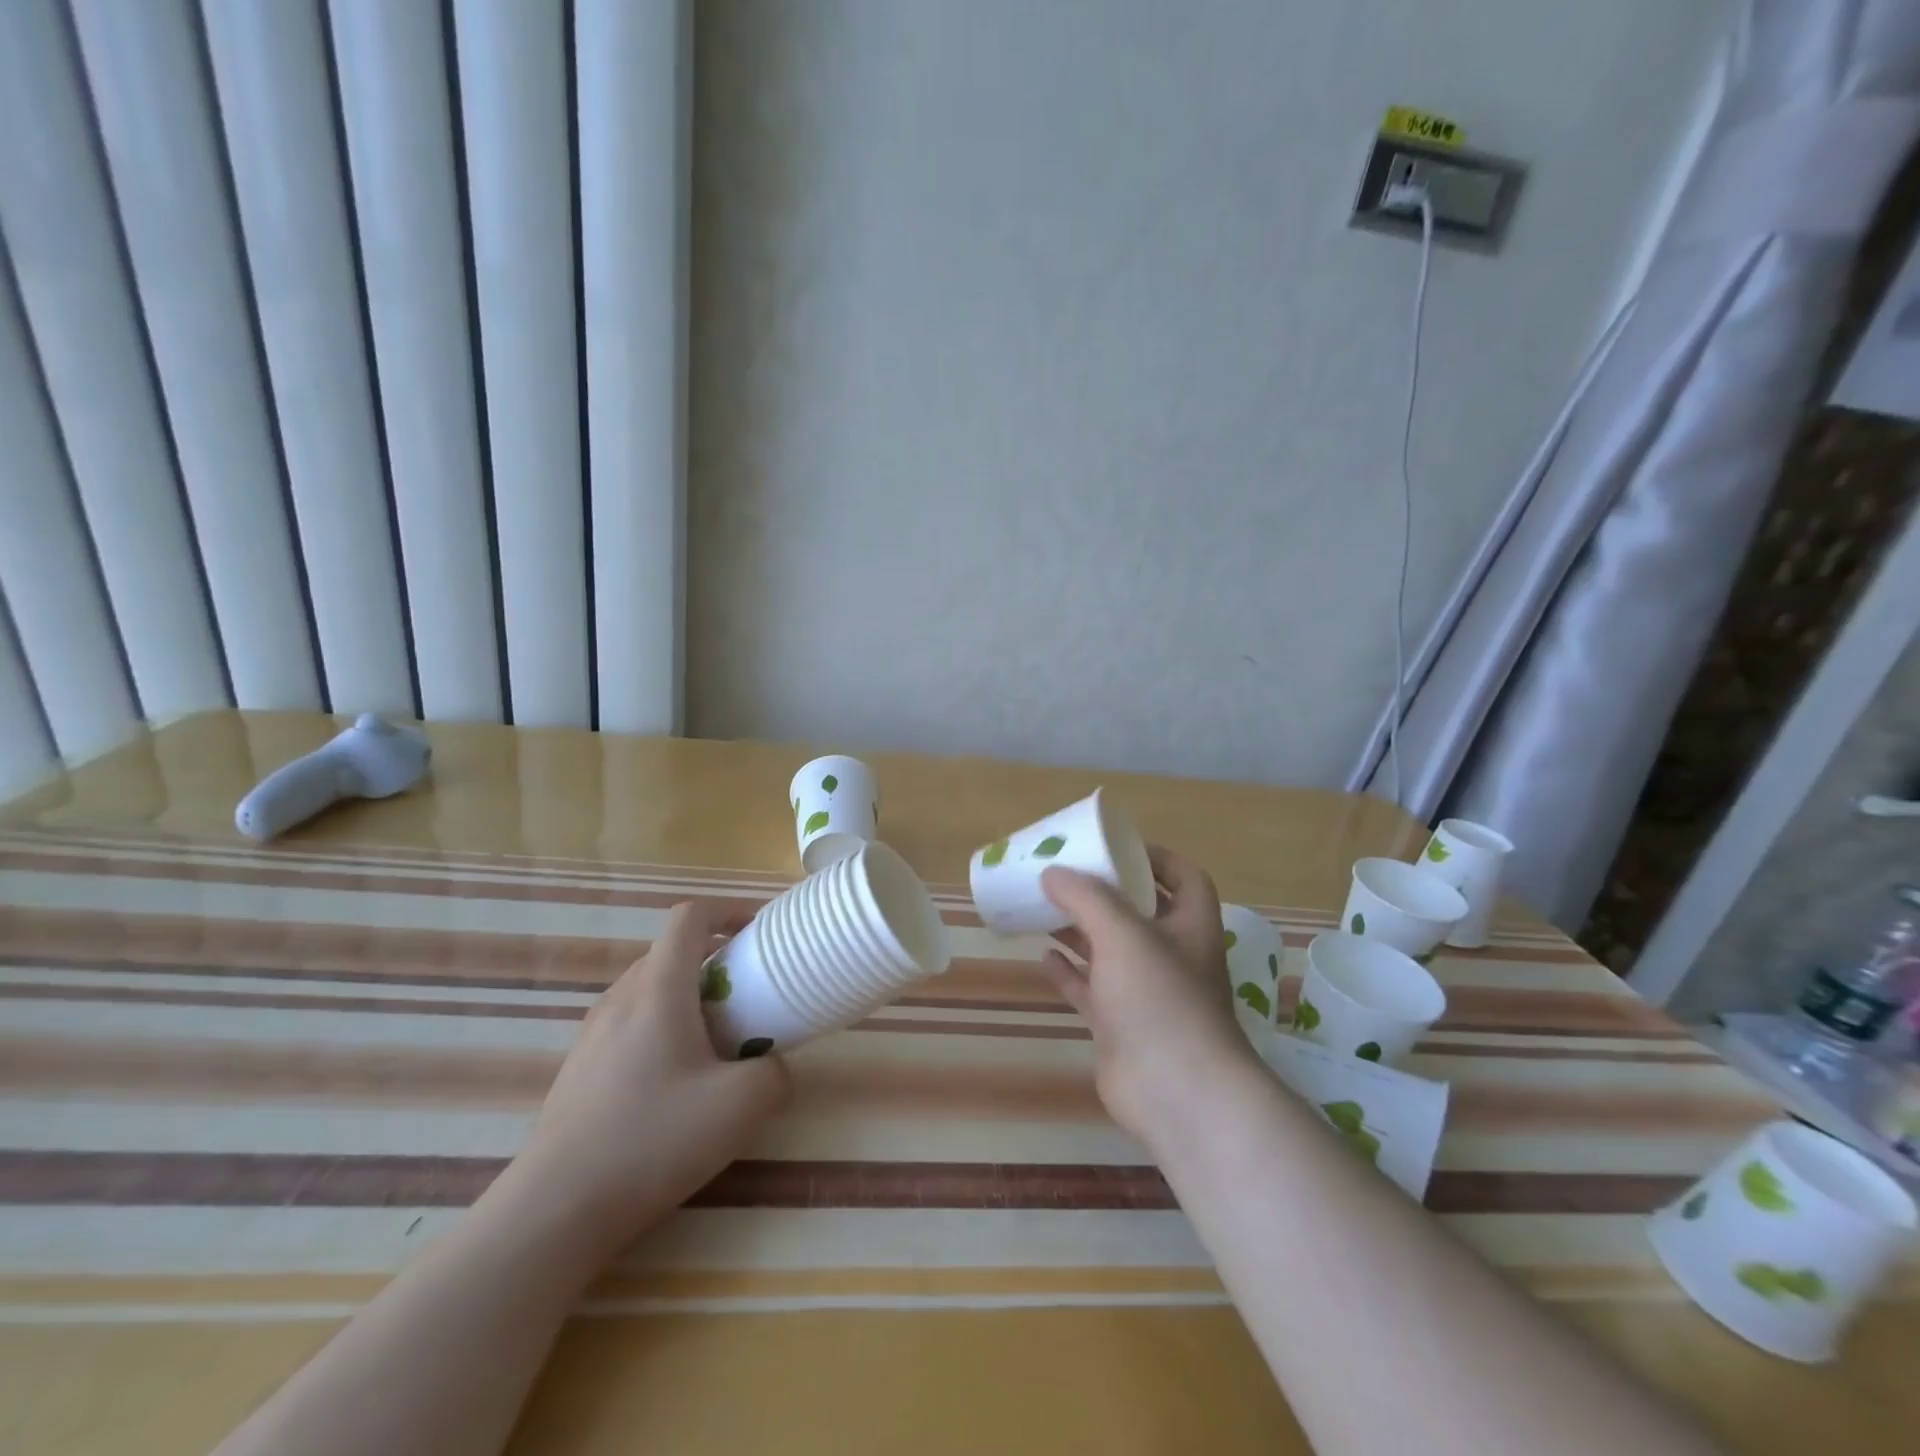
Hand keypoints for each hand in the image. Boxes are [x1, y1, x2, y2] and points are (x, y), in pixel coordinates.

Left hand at [500, 902, 790, 1253]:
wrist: (555, 1210)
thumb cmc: (653, 1139)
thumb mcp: (740, 1105)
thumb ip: (774, 1072)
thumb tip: (772, 1065)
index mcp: (658, 988)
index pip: (689, 917)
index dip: (728, 911)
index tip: (758, 933)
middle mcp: (621, 998)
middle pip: (670, 952)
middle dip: (715, 960)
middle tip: (748, 994)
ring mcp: (593, 1034)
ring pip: (648, 989)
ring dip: (688, 996)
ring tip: (716, 1041)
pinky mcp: (579, 1069)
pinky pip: (630, 1024)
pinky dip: (662, 1027)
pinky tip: (675, 1083)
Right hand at [1041, 847, 1261, 1151]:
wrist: (1174, 1092)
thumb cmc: (1160, 999)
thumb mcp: (1123, 933)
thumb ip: (1086, 898)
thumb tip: (1052, 872)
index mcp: (1190, 926)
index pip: (1185, 878)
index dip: (1156, 858)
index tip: (1116, 847)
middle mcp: (1172, 955)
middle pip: (1140, 912)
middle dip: (1106, 892)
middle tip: (1068, 874)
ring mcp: (1145, 993)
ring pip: (1110, 950)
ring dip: (1082, 929)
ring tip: (1046, 905)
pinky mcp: (1120, 1025)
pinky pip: (1091, 988)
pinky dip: (1069, 971)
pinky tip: (1043, 955)